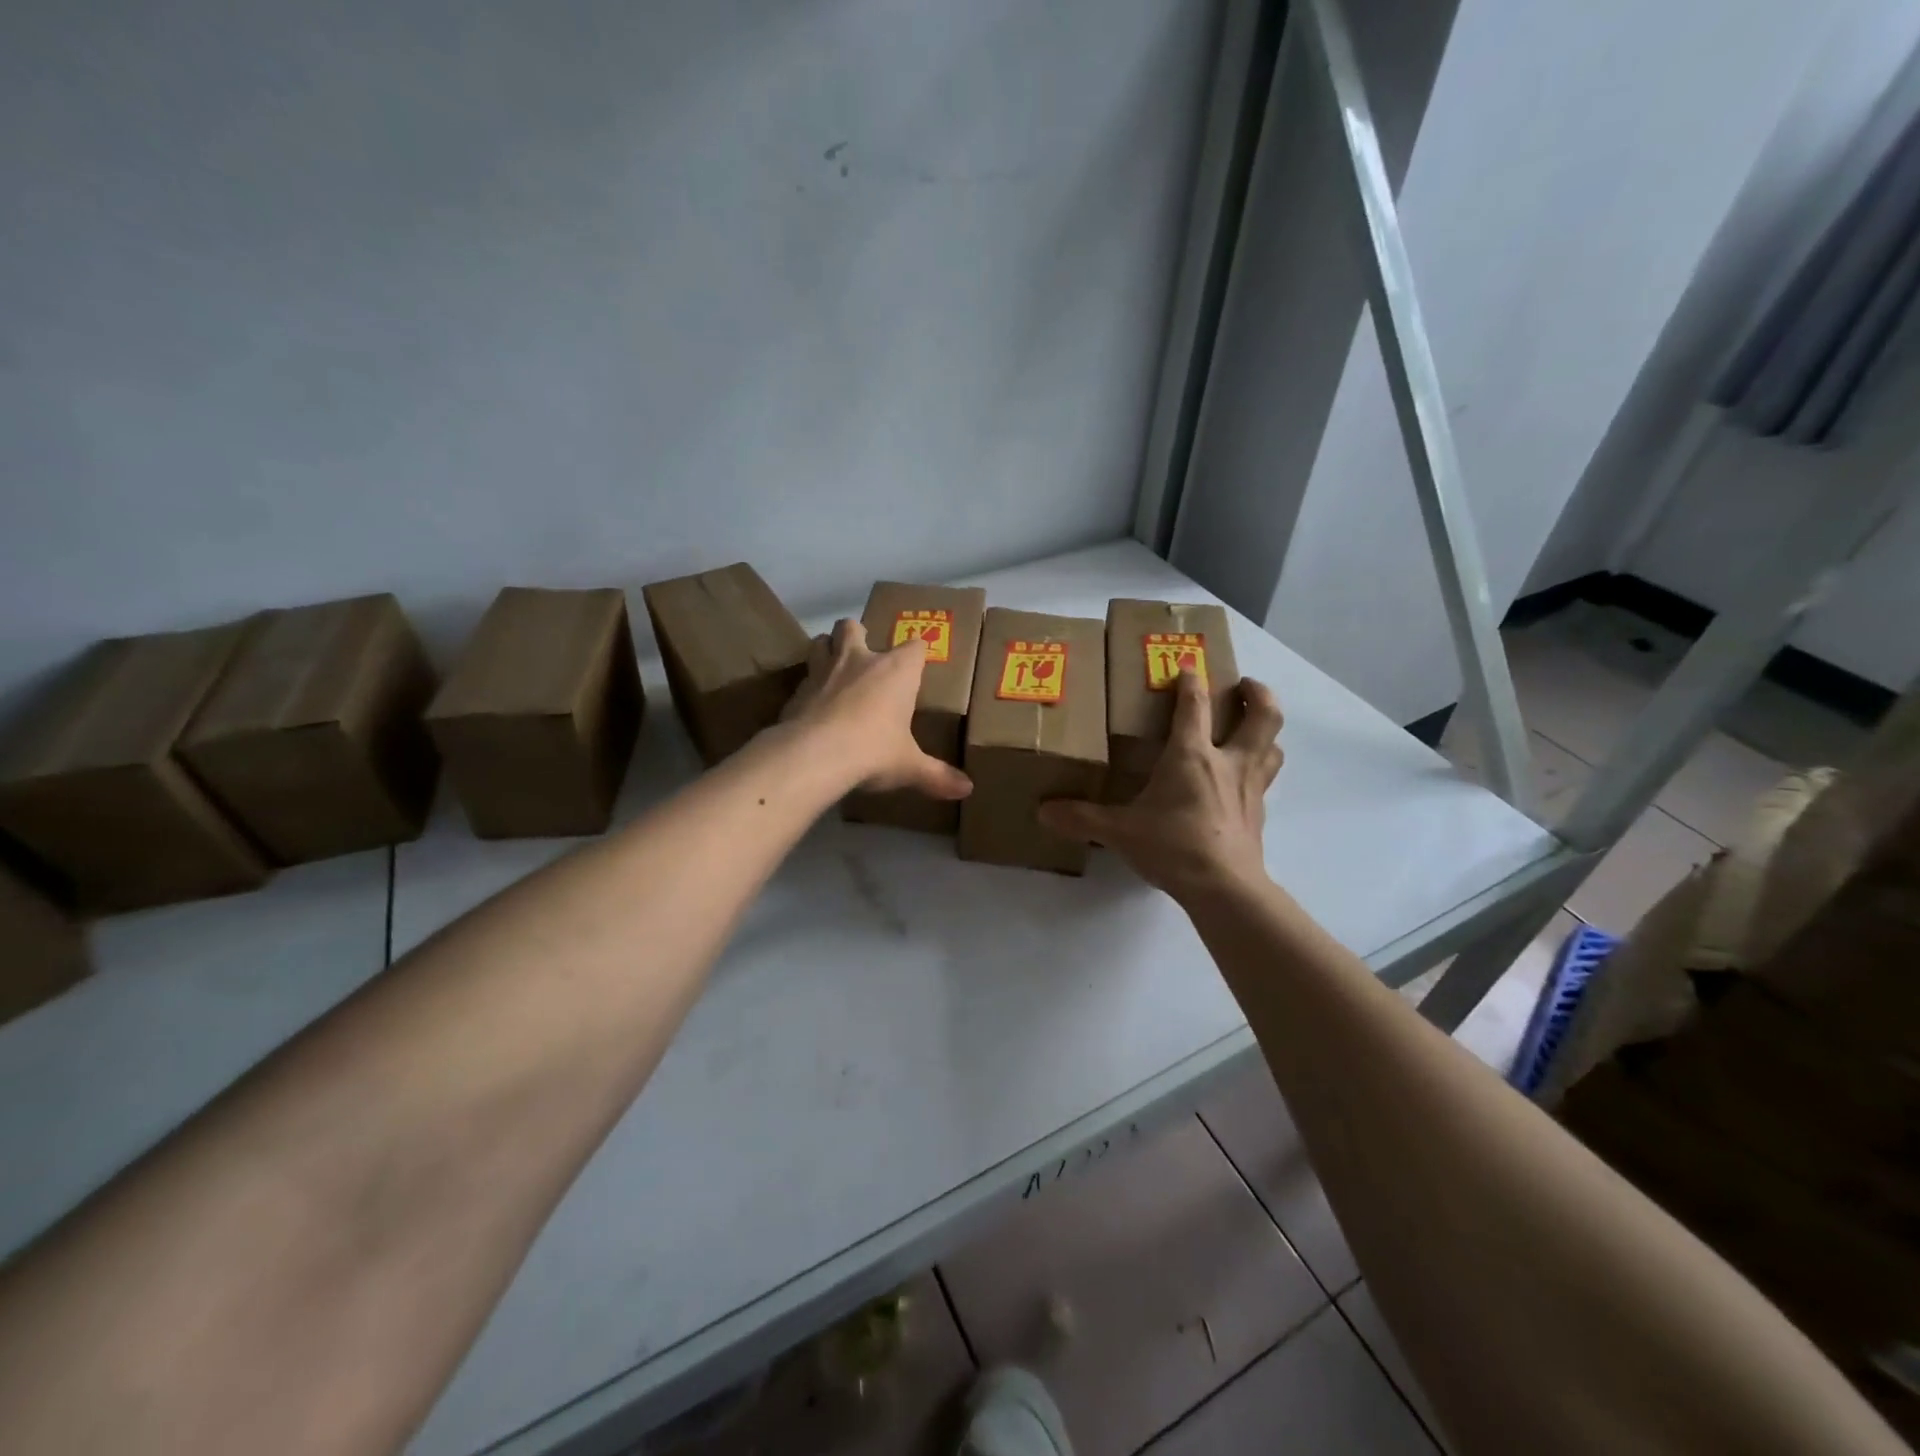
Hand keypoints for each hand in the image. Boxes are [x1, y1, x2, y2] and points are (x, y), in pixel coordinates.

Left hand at [781, 619, 972, 800]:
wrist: (815, 756)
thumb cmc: (874, 751)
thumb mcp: (909, 767)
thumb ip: (937, 775)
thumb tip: (967, 789)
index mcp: (895, 671)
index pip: (914, 646)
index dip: (917, 652)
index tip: (919, 662)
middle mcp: (858, 660)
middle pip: (853, 626)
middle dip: (857, 634)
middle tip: (863, 655)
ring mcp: (823, 672)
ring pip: (820, 642)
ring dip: (827, 650)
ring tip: (833, 670)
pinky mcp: (796, 691)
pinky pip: (803, 679)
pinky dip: (809, 688)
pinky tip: (812, 707)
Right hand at [1039, 672, 1282, 899]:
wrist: (1224, 888)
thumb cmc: (1172, 846)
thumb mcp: (1119, 831)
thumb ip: (1081, 818)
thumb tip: (1042, 811)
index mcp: (1192, 755)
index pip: (1195, 704)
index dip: (1192, 680)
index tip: (1188, 666)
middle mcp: (1228, 762)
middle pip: (1263, 715)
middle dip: (1258, 693)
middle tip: (1244, 685)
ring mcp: (1250, 788)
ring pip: (1273, 745)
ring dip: (1267, 729)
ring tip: (1252, 726)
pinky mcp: (1259, 813)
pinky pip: (1267, 779)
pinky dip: (1260, 768)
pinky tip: (1243, 779)